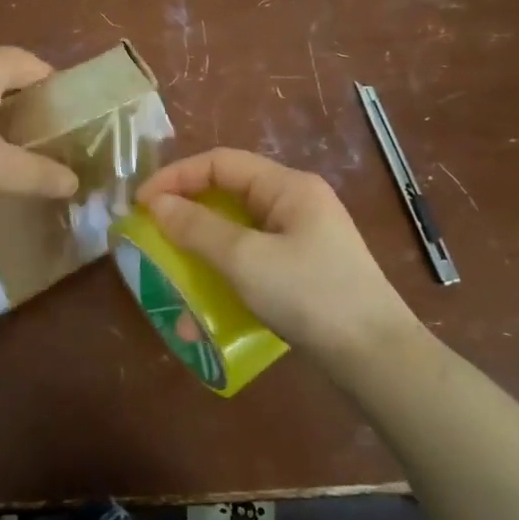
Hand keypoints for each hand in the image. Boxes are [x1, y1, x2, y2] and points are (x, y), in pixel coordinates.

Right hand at [137, 148, 418, 361]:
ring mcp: (303, 237)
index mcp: (288, 187)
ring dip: (202, 246)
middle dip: (186, 210)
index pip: (220, 162)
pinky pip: (252, 257)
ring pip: (238, 228)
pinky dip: (224, 270)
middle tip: (153, 232)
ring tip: (173, 268)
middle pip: (229, 192)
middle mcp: (295, 203)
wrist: (376, 357)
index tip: (141, 203)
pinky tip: (207, 301)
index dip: (176, 176)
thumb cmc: (309, 295)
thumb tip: (157, 204)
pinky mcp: (304, 269)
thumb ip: (197, 228)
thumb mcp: (245, 259)